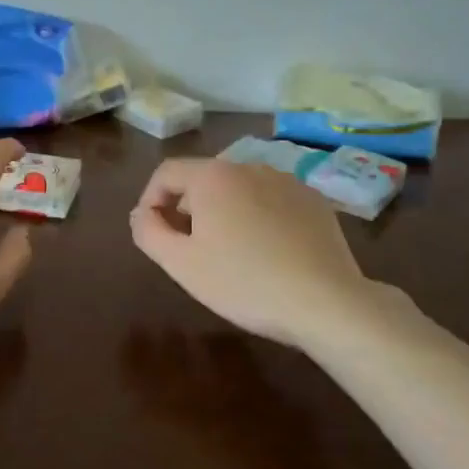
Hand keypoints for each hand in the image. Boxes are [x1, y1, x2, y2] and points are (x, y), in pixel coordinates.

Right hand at [128, 157, 379, 348]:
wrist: (326, 302)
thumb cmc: (244, 282)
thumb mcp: (181, 264)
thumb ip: (148, 232)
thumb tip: (141, 213)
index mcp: (212, 176)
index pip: (166, 172)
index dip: (150, 199)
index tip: (152, 232)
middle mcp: (248, 166)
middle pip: (203, 179)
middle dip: (188, 208)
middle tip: (190, 248)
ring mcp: (286, 180)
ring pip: (239, 189)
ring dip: (224, 212)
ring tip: (230, 252)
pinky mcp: (314, 200)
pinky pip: (271, 200)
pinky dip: (259, 217)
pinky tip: (268, 252)